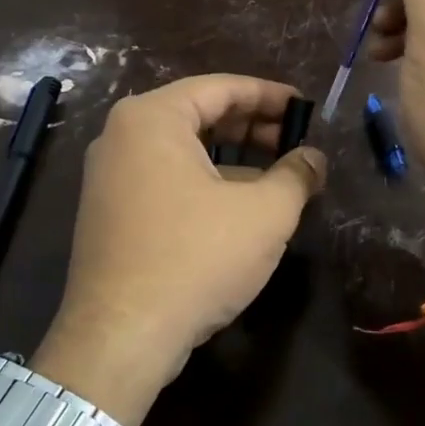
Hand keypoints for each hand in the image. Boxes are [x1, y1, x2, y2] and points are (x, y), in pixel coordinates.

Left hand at [35, 75, 325, 425]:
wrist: (121, 337)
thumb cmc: (196, 258)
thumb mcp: (265, 213)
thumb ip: (297, 175)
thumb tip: (315, 158)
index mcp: (152, 118)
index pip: (221, 88)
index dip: (270, 95)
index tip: (306, 108)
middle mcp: (121, 136)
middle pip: (199, 115)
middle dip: (252, 128)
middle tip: (295, 143)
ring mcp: (109, 177)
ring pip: (183, 151)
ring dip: (233, 159)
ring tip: (278, 177)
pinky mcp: (110, 213)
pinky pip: (166, 180)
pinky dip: (206, 183)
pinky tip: (241, 208)